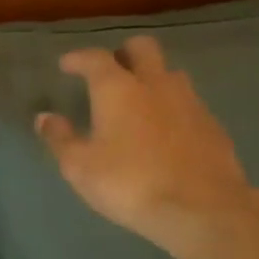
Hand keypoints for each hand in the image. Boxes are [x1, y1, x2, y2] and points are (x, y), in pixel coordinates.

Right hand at [36, 36, 258, 253]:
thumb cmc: (130, 184)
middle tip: (111, 71)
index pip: (95, 58)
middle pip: (143, 48)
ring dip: (153, 78)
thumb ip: (60, 139)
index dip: (78, 58)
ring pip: (170, 73)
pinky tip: (167, 132)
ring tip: (140, 101)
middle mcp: (155, 84)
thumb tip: (44, 117)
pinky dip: (173, 108)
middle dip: (124, 53)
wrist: (202, 210)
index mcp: (118, 89)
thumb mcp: (80, 168)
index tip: (67, 64)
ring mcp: (190, 102)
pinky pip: (189, 103)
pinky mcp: (213, 125)